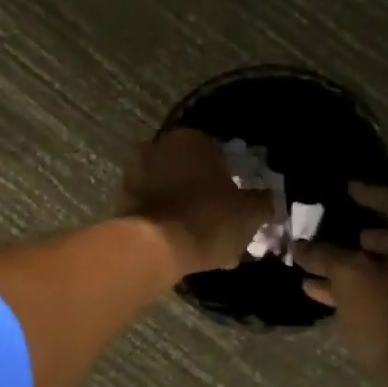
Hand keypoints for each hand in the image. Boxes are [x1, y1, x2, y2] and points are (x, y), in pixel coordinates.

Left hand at [120, 129, 274, 277]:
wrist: (154, 248)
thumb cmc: (208, 219)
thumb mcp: (249, 213)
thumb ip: (262, 201)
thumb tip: (268, 199)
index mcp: (190, 139)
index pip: (216, 151)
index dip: (229, 176)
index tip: (236, 198)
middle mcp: (157, 147)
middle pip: (188, 169)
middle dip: (202, 190)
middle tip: (218, 216)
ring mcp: (133, 173)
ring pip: (168, 189)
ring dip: (182, 205)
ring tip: (200, 234)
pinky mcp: (120, 200)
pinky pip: (152, 208)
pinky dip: (165, 220)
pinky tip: (180, 242)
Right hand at [297, 183, 387, 380]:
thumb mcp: (349, 279)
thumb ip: (324, 255)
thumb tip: (301, 245)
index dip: (368, 195)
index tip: (347, 190)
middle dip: (359, 238)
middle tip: (333, 234)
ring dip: (356, 268)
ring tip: (318, 270)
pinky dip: (368, 289)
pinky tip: (329, 297)